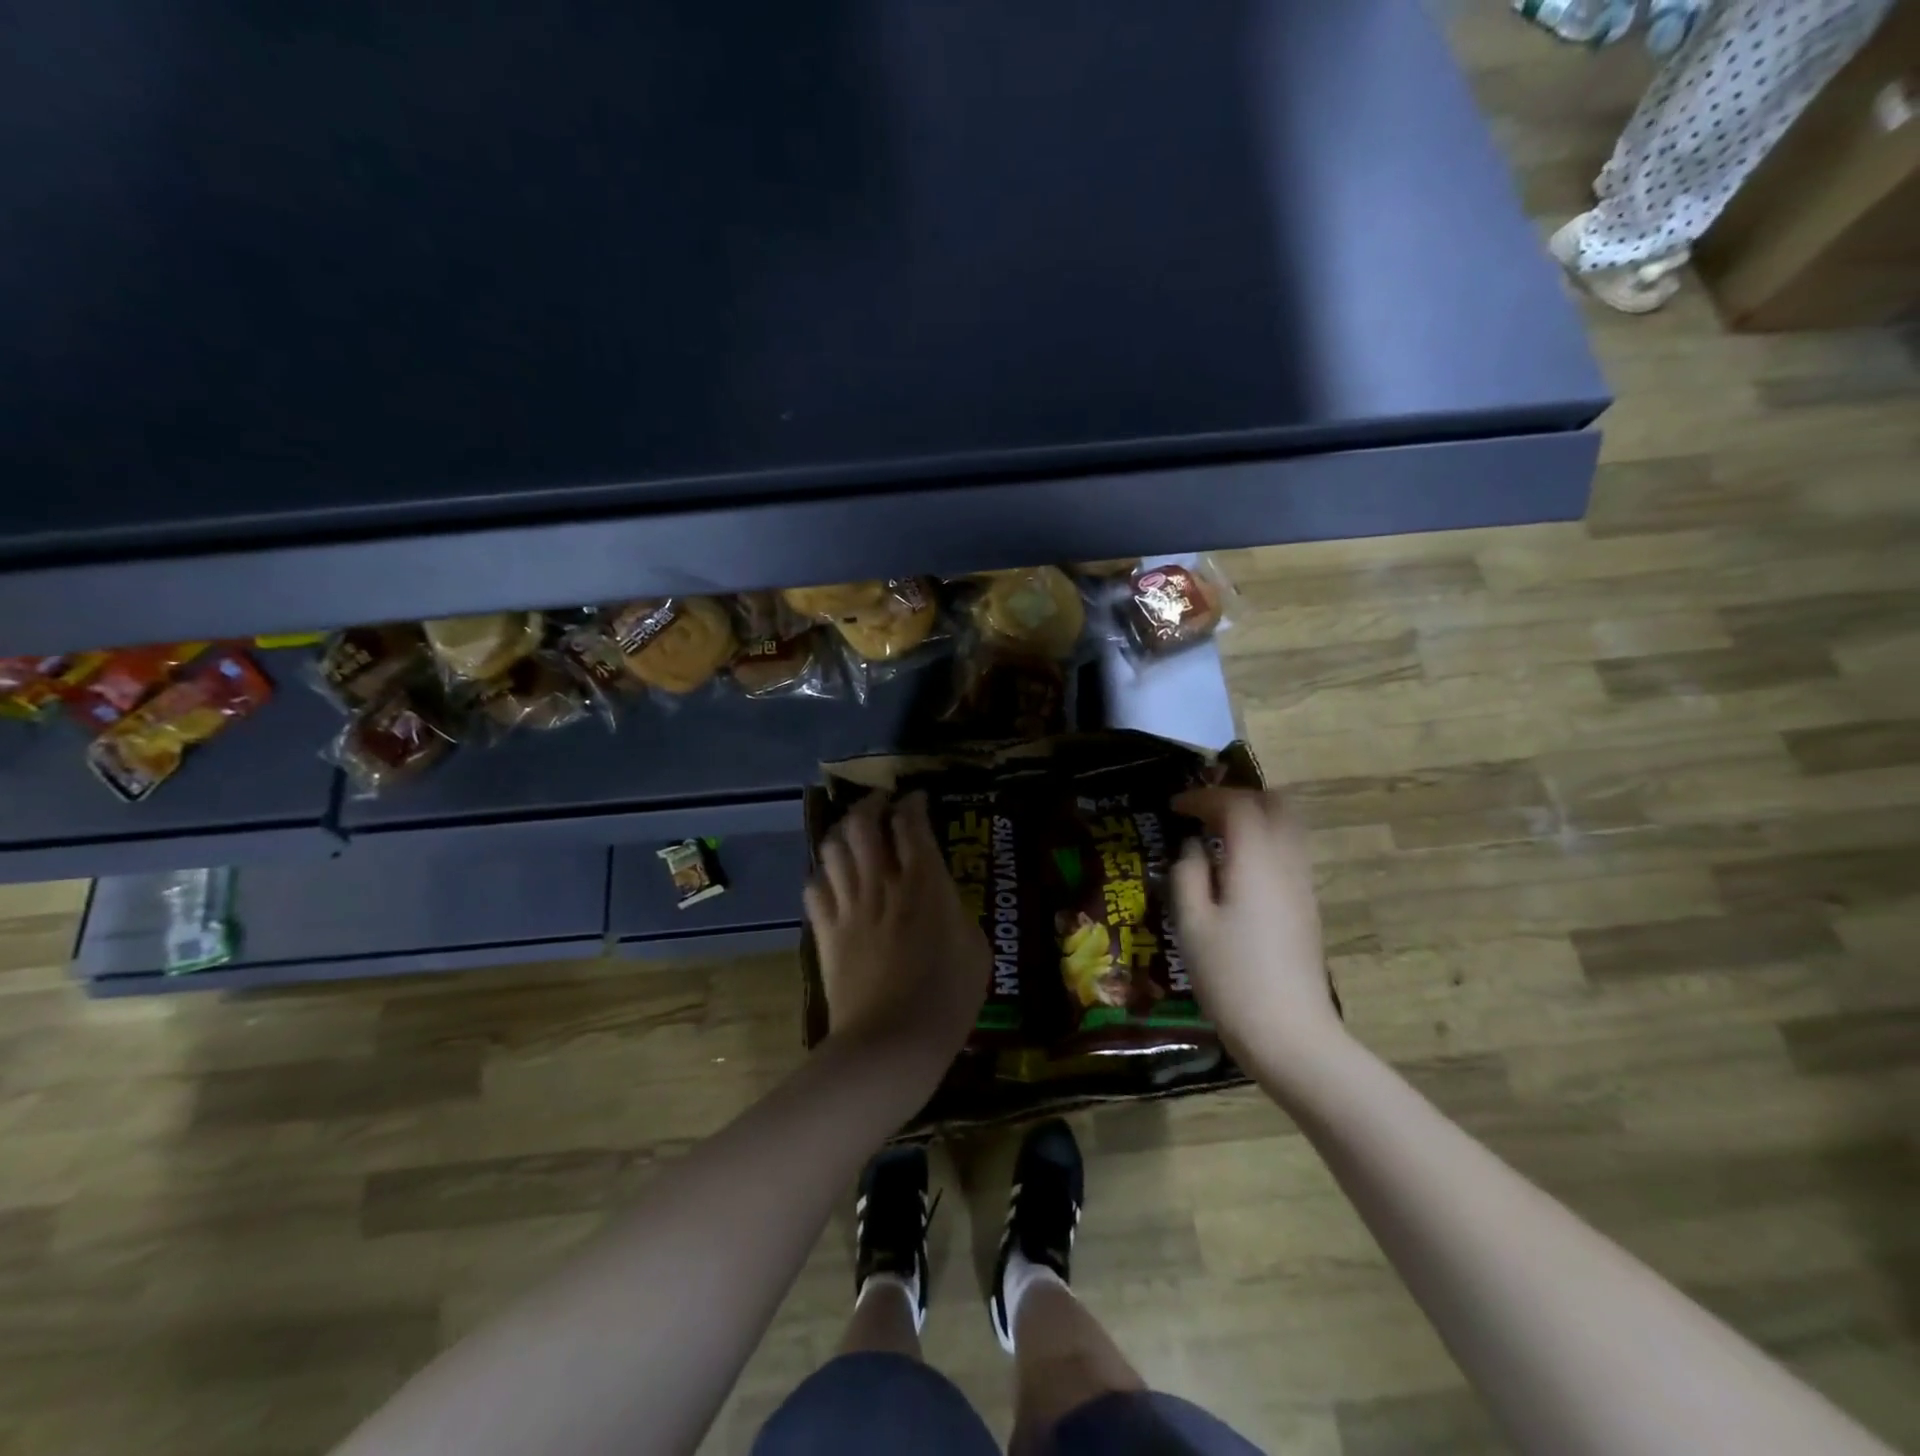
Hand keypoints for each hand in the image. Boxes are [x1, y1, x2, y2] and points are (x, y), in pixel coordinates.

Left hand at [805, 791, 989, 1078]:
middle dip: (870, 805)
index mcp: (925, 884)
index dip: (913, 805)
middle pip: (863, 824)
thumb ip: (957, 913)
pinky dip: (822, 873)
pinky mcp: (826, 932)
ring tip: (852, 831)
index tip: (916, 800)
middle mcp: (882, 883)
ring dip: (842, 831)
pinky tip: (831, 876)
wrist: (892, 1043)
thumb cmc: (947, 999)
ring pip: (833, 848)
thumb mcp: (976, 950)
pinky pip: (814, 887)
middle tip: (881, 804)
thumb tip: (943, 900)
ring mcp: (848, 907)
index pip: (911, 825)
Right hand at [1171, 788, 1347, 1078]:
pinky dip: (1263, 843)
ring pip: (1288, 828)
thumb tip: (1193, 849)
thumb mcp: (1192, 924)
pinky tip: (1236, 869)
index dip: (1203, 797)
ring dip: (1254, 819)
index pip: (1236, 805)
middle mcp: (1287, 863)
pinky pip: (1289, 853)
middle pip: (1275, 805)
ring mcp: (1303, 886)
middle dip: (1238, 798)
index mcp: (1256, 861)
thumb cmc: (1230, 977)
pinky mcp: (1307, 907)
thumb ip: (1187, 875)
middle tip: (1203, 812)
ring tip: (1218, 836)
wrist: (1289, 1034)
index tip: (1174, 807)